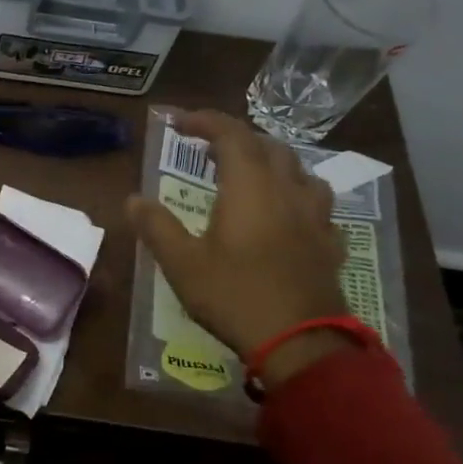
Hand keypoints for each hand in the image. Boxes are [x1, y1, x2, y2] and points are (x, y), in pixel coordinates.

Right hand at [126, 110, 350, 383]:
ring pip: (300, 171)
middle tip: (209, 150)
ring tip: (252, 175)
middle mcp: (287, 191)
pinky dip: (296, 196)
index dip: (205, 121)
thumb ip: (157, 227)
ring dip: (272, 162)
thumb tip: (133, 199)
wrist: (301, 342)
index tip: (178, 122)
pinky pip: (316, 204)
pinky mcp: (329, 243)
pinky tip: (286, 216)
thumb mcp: (182, 264)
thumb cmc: (234, 296)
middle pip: (269, 146)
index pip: (231, 135)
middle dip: (238, 139)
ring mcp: (315, 217)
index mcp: (250, 188)